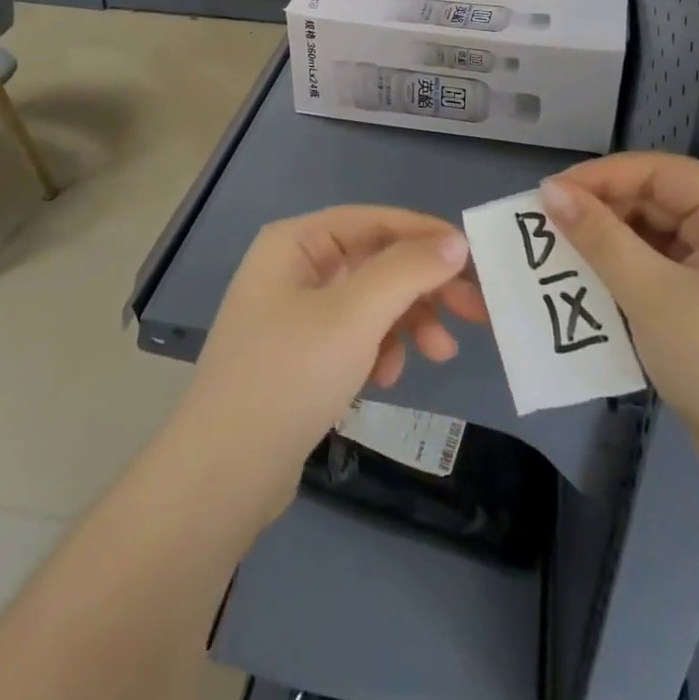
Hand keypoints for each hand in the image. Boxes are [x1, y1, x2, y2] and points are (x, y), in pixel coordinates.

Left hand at [178, 207, 487, 513]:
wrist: (221, 478)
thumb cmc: (288, 377)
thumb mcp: (355, 316)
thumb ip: (408, 270)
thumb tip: (455, 240)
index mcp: (297, 242)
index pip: (376, 221)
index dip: (428, 235)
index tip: (477, 260)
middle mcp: (295, 267)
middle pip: (378, 262)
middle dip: (425, 287)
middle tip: (477, 312)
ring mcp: (295, 313)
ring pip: (372, 301)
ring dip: (409, 322)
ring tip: (440, 356)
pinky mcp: (301, 355)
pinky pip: (355, 335)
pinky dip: (380, 350)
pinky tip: (387, 379)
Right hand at [540, 154, 698, 498]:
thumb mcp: (652, 295)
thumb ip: (599, 237)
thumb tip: (551, 191)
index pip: (661, 172)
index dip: (602, 177)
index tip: (549, 193)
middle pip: (660, 200)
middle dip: (604, 211)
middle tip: (549, 225)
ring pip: (659, 234)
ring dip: (612, 241)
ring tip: (562, 251)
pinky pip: (666, 266)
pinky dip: (630, 269)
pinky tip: (594, 280)